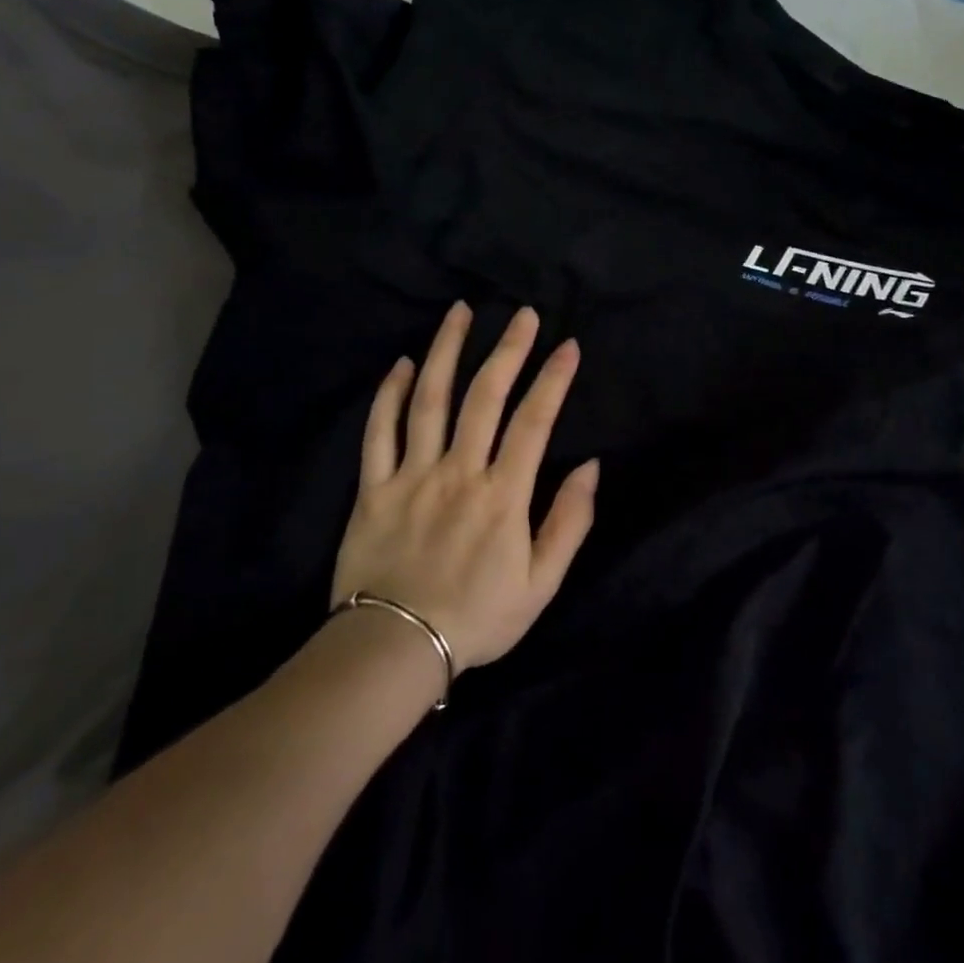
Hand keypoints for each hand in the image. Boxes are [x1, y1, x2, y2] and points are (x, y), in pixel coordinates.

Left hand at [330, 302, 599, 671]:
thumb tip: (590, 466)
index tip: (568, 345)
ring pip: (430, 400)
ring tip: (461, 312)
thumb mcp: (541, 584)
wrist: (395, 649)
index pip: (534, 422)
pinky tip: (404, 364)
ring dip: (447, 351)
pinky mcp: (373, 487)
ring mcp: (411, 475)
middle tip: (522, 313)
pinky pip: (379, 432)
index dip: (554, 380)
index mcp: (502, 495)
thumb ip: (569, 522)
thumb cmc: (477, 618)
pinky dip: (391, 394)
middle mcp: (458, 472)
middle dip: (508, 349)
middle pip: (485, 397)